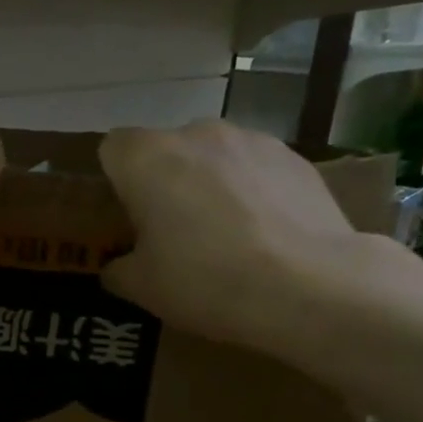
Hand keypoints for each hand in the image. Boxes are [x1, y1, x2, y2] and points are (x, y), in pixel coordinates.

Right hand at [99, 121, 371, 361]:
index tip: (125, 216)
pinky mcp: (296, 157)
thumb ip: (118, 267)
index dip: (115, 181)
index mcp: (146, 158)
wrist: (309, 287)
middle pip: (165, 149)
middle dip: (163, 181)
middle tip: (170, 230)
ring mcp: (252, 140)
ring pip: (212, 156)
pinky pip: (255, 168)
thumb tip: (120, 264)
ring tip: (224, 232)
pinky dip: (251, 191)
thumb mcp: (140, 287)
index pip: (112, 149)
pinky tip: (264, 232)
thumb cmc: (204, 280)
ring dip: (208, 182)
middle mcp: (196, 134)